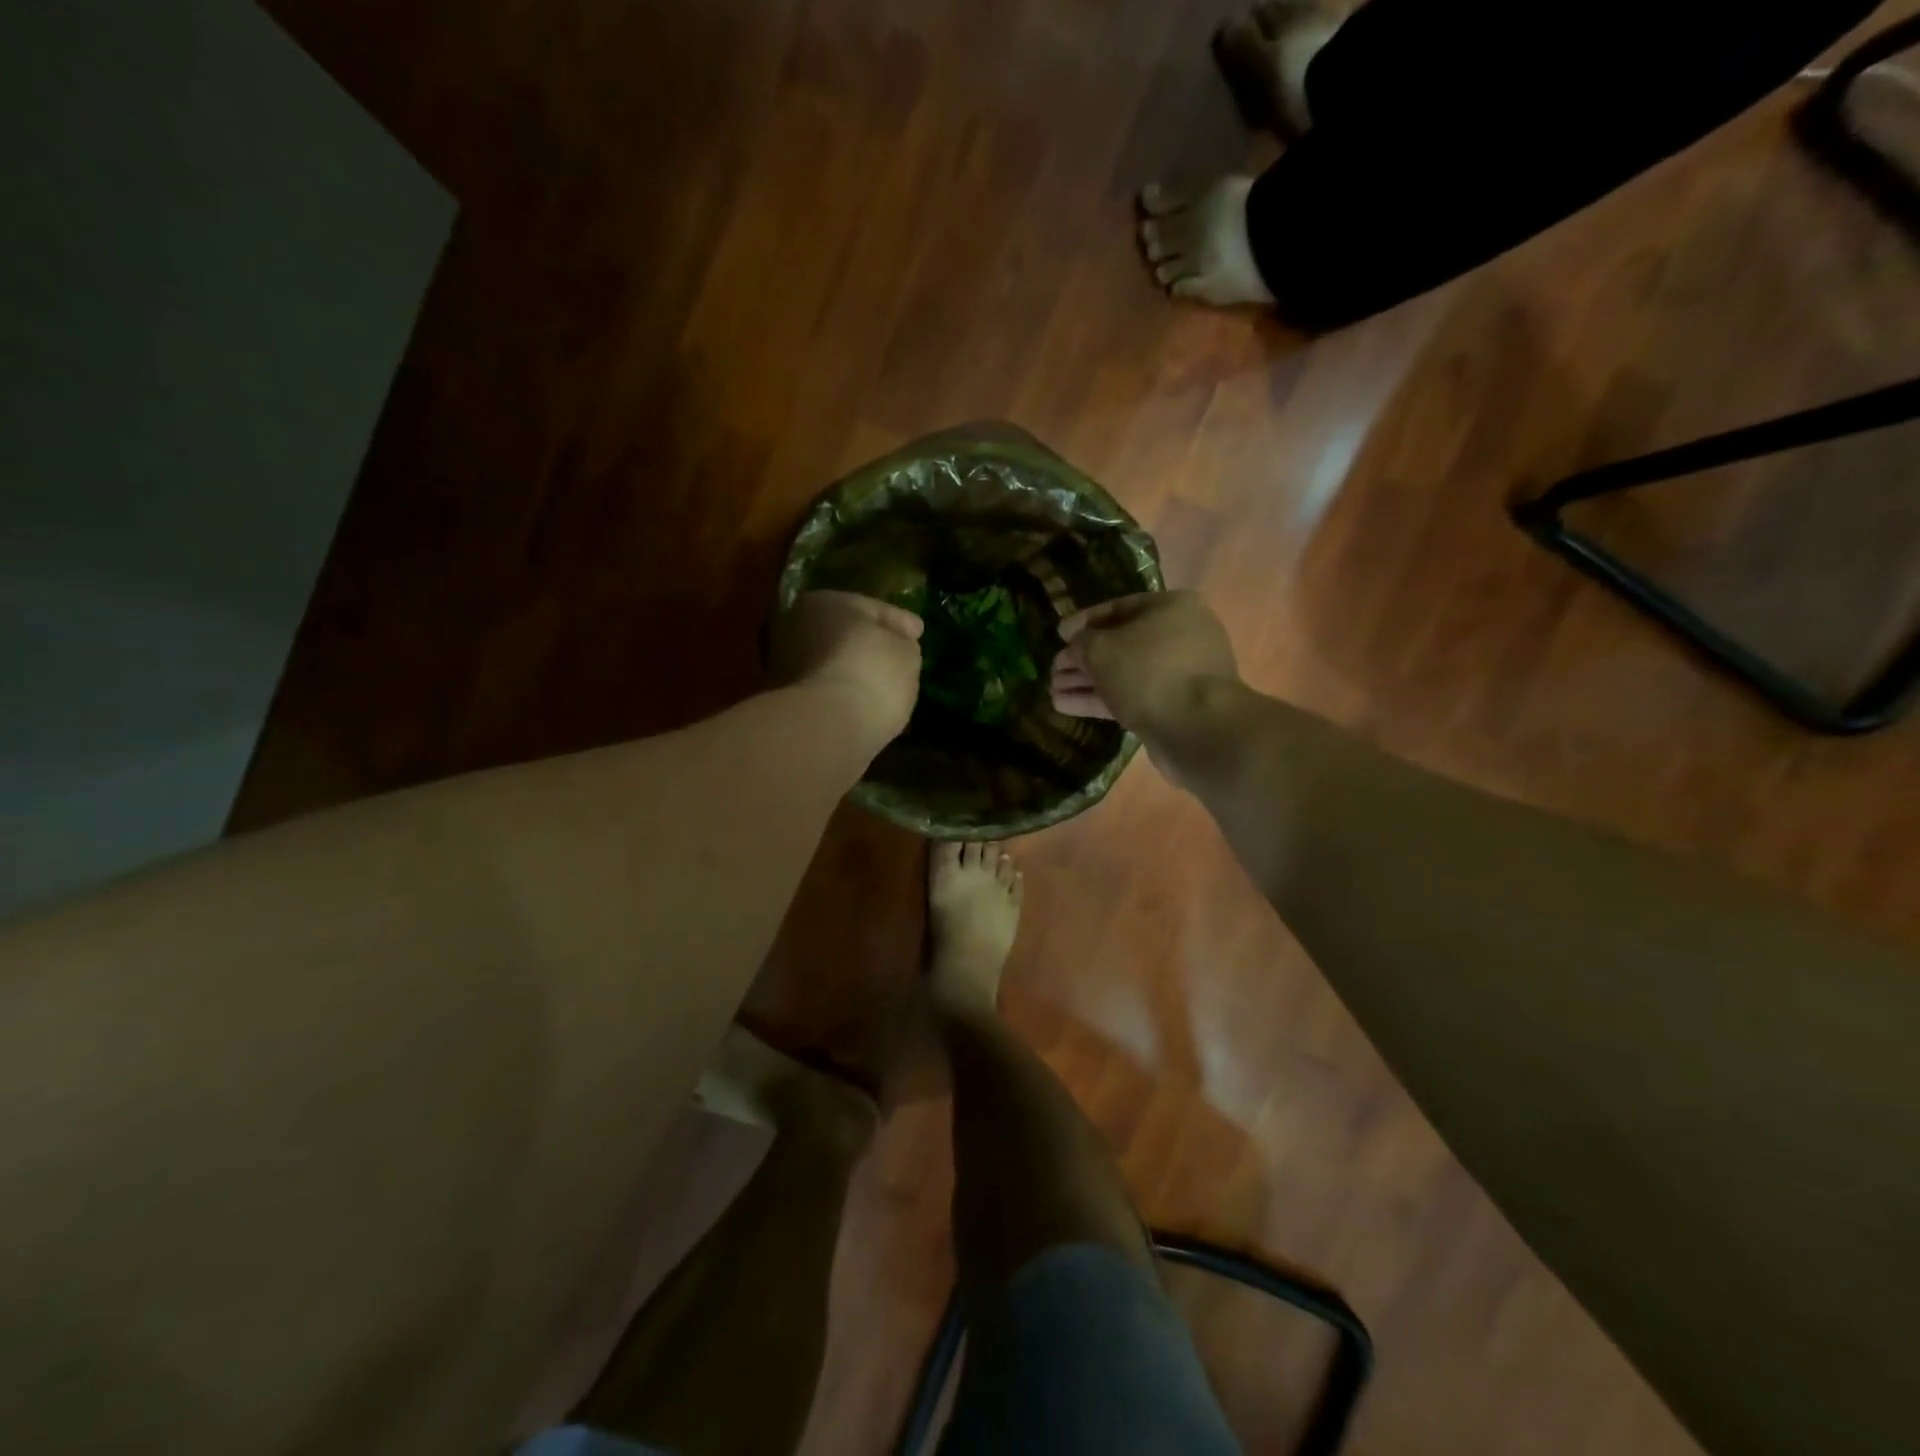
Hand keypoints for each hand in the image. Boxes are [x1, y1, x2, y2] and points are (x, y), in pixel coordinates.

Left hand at [772, 590, 923, 743]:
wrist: (828, 726)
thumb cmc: (872, 674)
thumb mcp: (906, 653)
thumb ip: (903, 643)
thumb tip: (898, 645)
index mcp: (825, 602)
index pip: (872, 608)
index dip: (900, 621)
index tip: (919, 633)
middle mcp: (797, 626)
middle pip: (846, 634)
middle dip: (870, 645)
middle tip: (899, 659)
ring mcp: (786, 665)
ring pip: (833, 663)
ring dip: (856, 671)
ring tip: (885, 687)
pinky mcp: (787, 701)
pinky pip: (827, 690)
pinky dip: (845, 694)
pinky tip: (866, 705)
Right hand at [1050, 590, 1242, 738]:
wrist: (1197, 727)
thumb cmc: (1148, 672)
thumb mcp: (1102, 649)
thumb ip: (1082, 643)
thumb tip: (1076, 647)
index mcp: (1171, 607)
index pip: (1118, 608)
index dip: (1083, 621)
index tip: (1058, 635)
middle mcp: (1181, 635)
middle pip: (1121, 643)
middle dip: (1084, 658)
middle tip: (1054, 669)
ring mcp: (1181, 673)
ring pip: (1125, 673)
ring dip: (1088, 682)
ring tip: (1053, 691)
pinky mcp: (1175, 706)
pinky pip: (1133, 696)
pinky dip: (1102, 700)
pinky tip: (1067, 706)